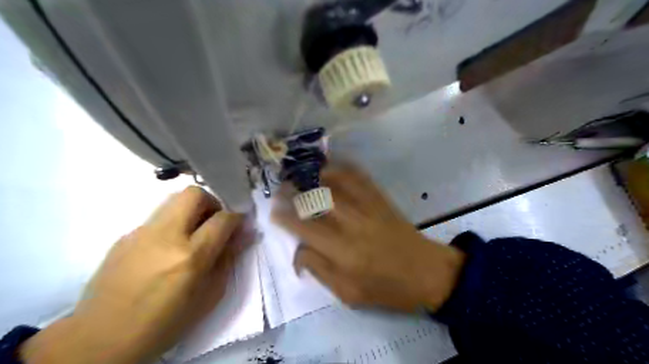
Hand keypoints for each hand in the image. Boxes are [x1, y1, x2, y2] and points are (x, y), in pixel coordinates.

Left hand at [20, 188, 247, 363]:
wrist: (101, 340)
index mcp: (190, 257)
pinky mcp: (124, 237)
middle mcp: (165, 237)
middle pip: (194, 194)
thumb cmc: (165, 323)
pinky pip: (158, 218)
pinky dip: (172, 224)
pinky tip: (167, 250)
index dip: (236, 217)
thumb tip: (245, 234)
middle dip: (212, 202)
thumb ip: (229, 259)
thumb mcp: (209, 296)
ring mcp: (141, 233)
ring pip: (174, 201)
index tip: (239, 224)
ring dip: (192, 210)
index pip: (222, 218)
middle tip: (214, 222)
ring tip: (192, 235)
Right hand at [273, 168, 465, 312]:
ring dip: (313, 176)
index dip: (284, 217)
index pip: (303, 228)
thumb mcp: (348, 294)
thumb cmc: (386, 289)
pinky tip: (330, 167)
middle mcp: (351, 224)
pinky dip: (342, 168)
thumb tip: (298, 251)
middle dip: (293, 192)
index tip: (273, 211)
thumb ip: (319, 270)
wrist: (426, 273)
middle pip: (315, 200)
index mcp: (342, 252)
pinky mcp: (380, 200)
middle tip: (280, 189)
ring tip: (299, 175)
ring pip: (335, 183)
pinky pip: (359, 177)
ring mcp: (368, 207)